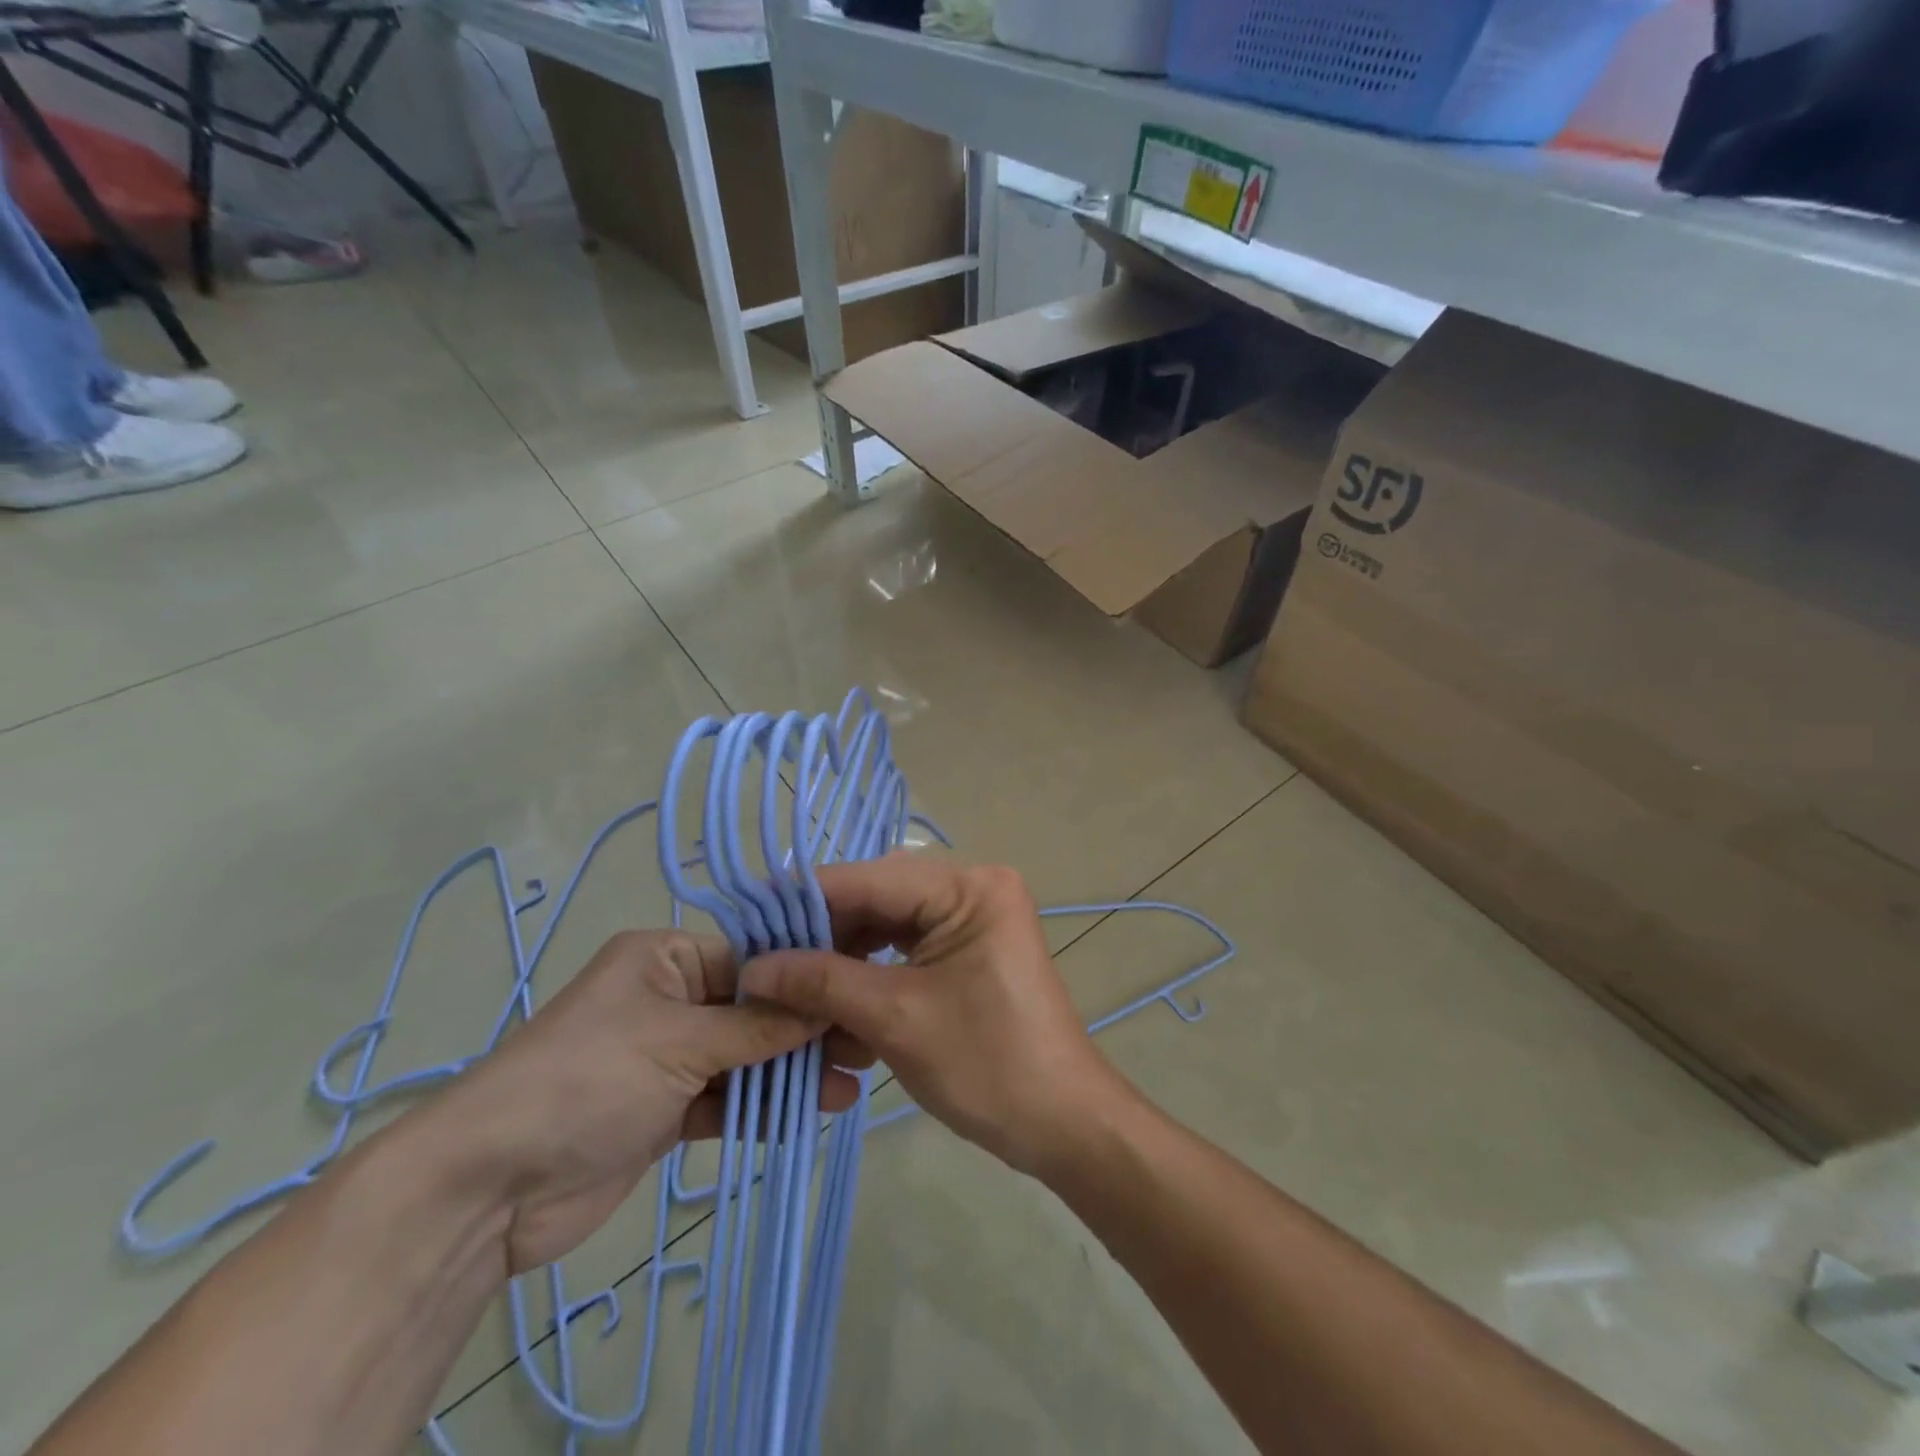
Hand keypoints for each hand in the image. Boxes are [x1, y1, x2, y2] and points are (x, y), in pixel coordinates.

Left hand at [427, 930, 859, 1273]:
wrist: (489, 1187)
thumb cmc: (588, 1079)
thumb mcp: (680, 1042)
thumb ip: (759, 1026)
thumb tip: (826, 1002)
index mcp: (666, 959)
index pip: (753, 958)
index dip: (805, 978)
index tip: (858, 994)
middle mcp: (669, 998)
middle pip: (754, 1009)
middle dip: (805, 1030)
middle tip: (863, 1049)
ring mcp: (667, 1057)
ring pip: (745, 1057)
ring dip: (790, 1073)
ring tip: (846, 1089)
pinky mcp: (665, 1110)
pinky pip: (725, 1099)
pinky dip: (760, 1107)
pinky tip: (804, 1116)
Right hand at [742, 856, 1121, 1175]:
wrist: (1064, 1124)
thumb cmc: (988, 1065)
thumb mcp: (896, 1019)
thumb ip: (823, 982)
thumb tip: (754, 966)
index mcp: (969, 887)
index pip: (870, 879)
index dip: (805, 899)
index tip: (747, 920)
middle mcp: (972, 889)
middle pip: (878, 900)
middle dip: (823, 935)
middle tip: (765, 965)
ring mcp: (973, 920)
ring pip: (887, 928)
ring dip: (843, 961)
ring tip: (796, 992)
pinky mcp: (968, 952)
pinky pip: (906, 951)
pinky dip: (871, 977)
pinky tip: (837, 1008)